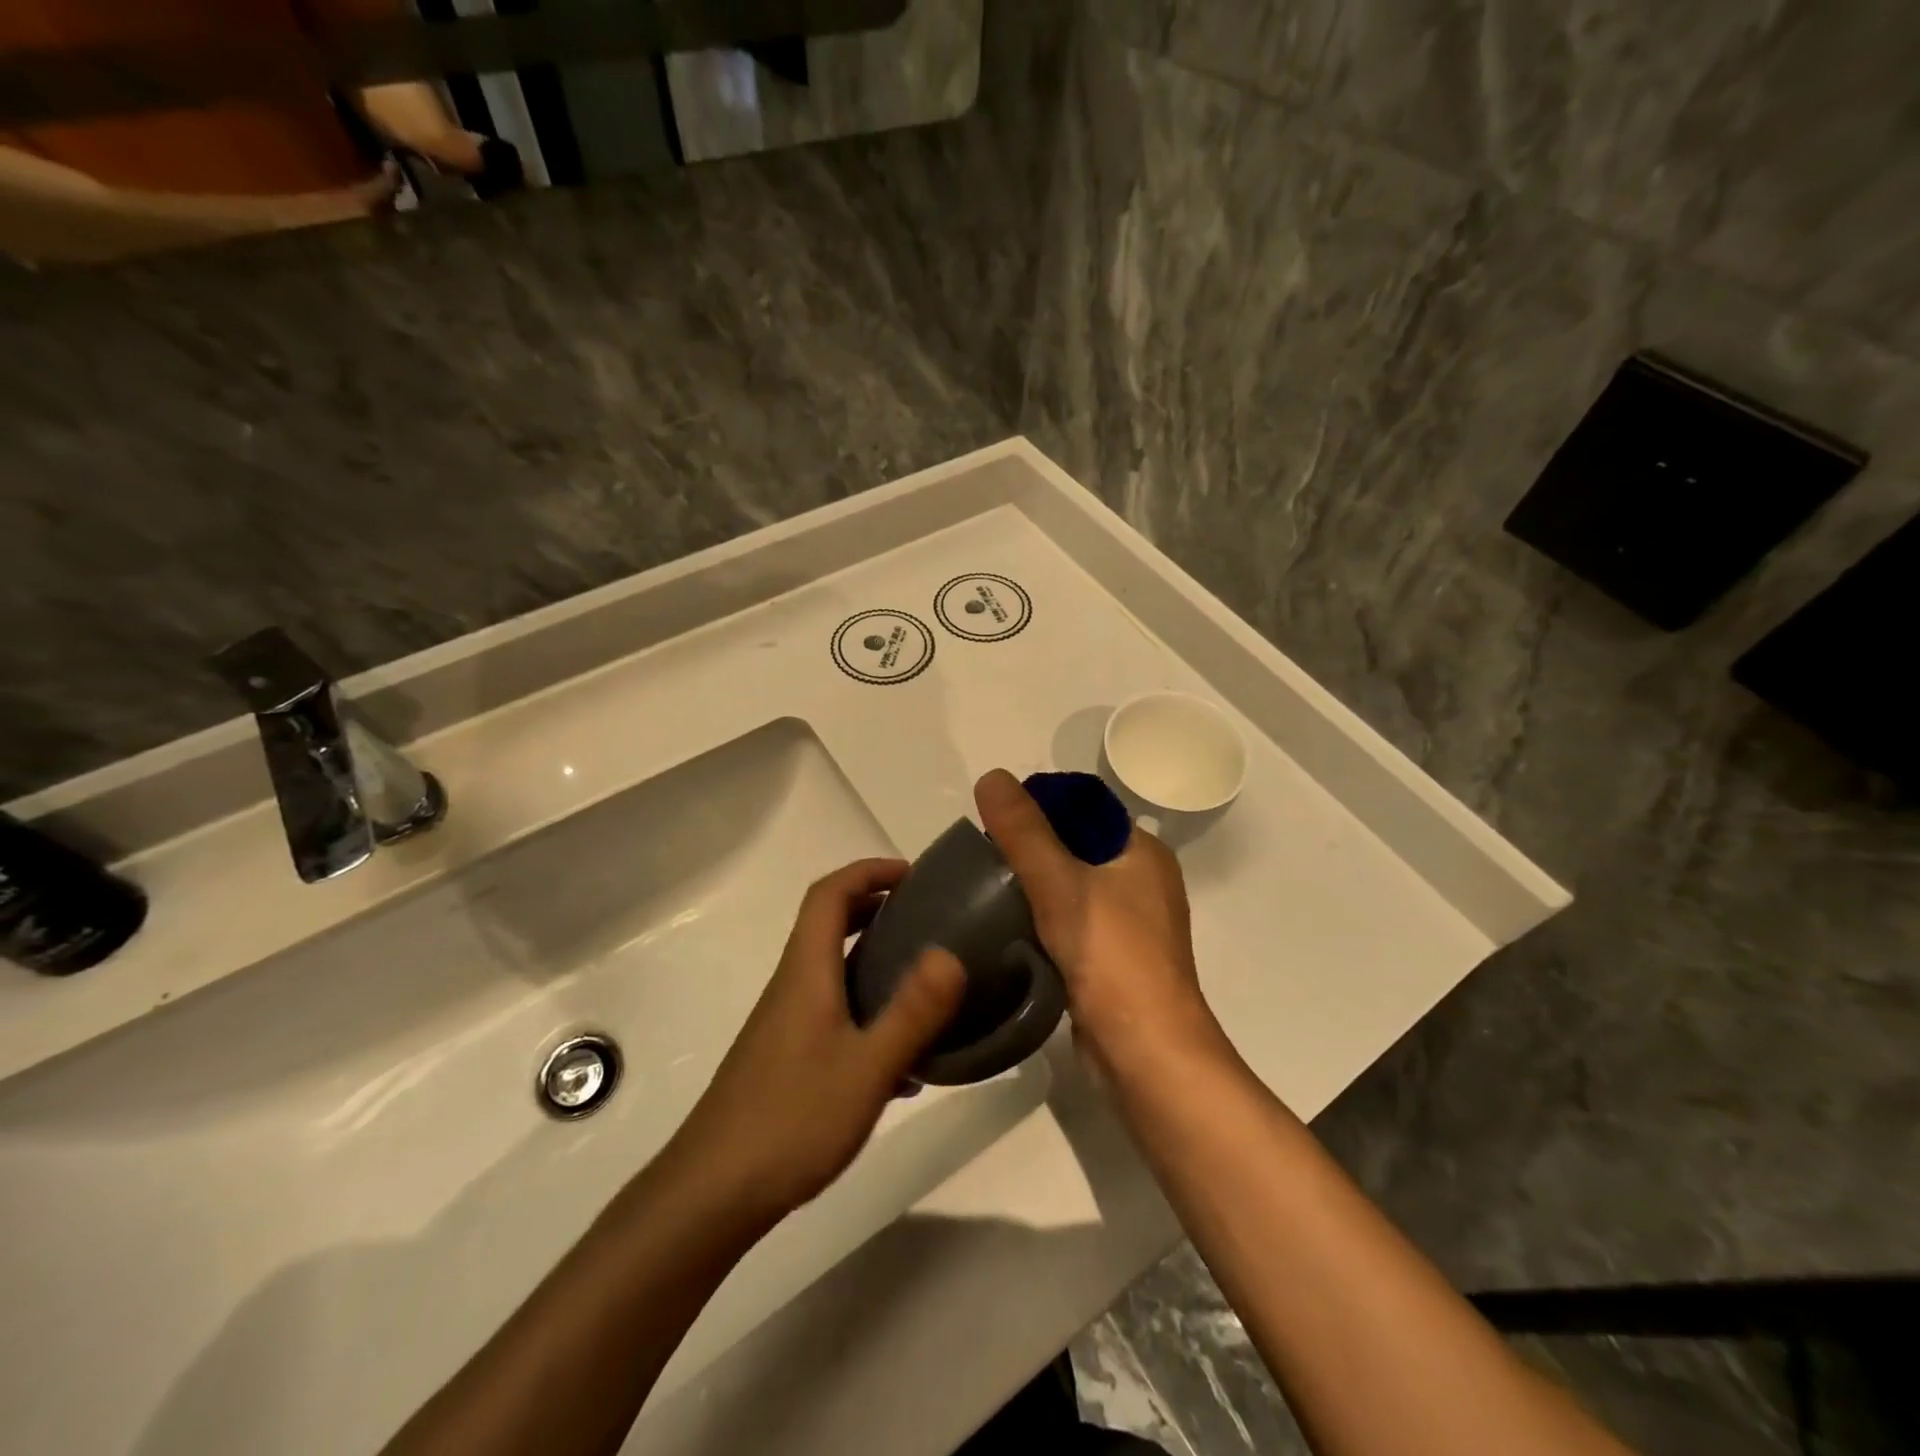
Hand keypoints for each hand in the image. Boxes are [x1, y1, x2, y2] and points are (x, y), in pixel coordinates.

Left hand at [671, 859, 966, 1227]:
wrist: (711, 1194)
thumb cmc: (791, 1121)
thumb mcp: (866, 1068)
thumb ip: (912, 1012)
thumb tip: (950, 953)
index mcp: (806, 972)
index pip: (830, 894)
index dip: (869, 871)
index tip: (914, 875)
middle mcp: (792, 986)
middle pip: (828, 924)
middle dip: (876, 908)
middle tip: (927, 919)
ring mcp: (784, 1023)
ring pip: (832, 970)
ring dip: (874, 960)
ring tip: (925, 982)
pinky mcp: (785, 1057)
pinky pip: (832, 1011)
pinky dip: (867, 1009)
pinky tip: (901, 1061)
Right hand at [974, 770, 1221, 1073]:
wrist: (1146, 1054)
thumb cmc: (1111, 957)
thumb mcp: (1060, 884)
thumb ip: (1024, 832)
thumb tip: (991, 776)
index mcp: (1142, 853)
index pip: (1085, 810)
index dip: (1040, 807)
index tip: (993, 819)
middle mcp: (1142, 882)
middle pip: (1076, 848)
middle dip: (1030, 848)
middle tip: (981, 855)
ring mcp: (1130, 925)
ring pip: (1072, 889)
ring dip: (1033, 887)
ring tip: (984, 886)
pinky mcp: (1114, 961)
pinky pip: (1071, 924)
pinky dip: (1042, 920)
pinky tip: (1007, 927)